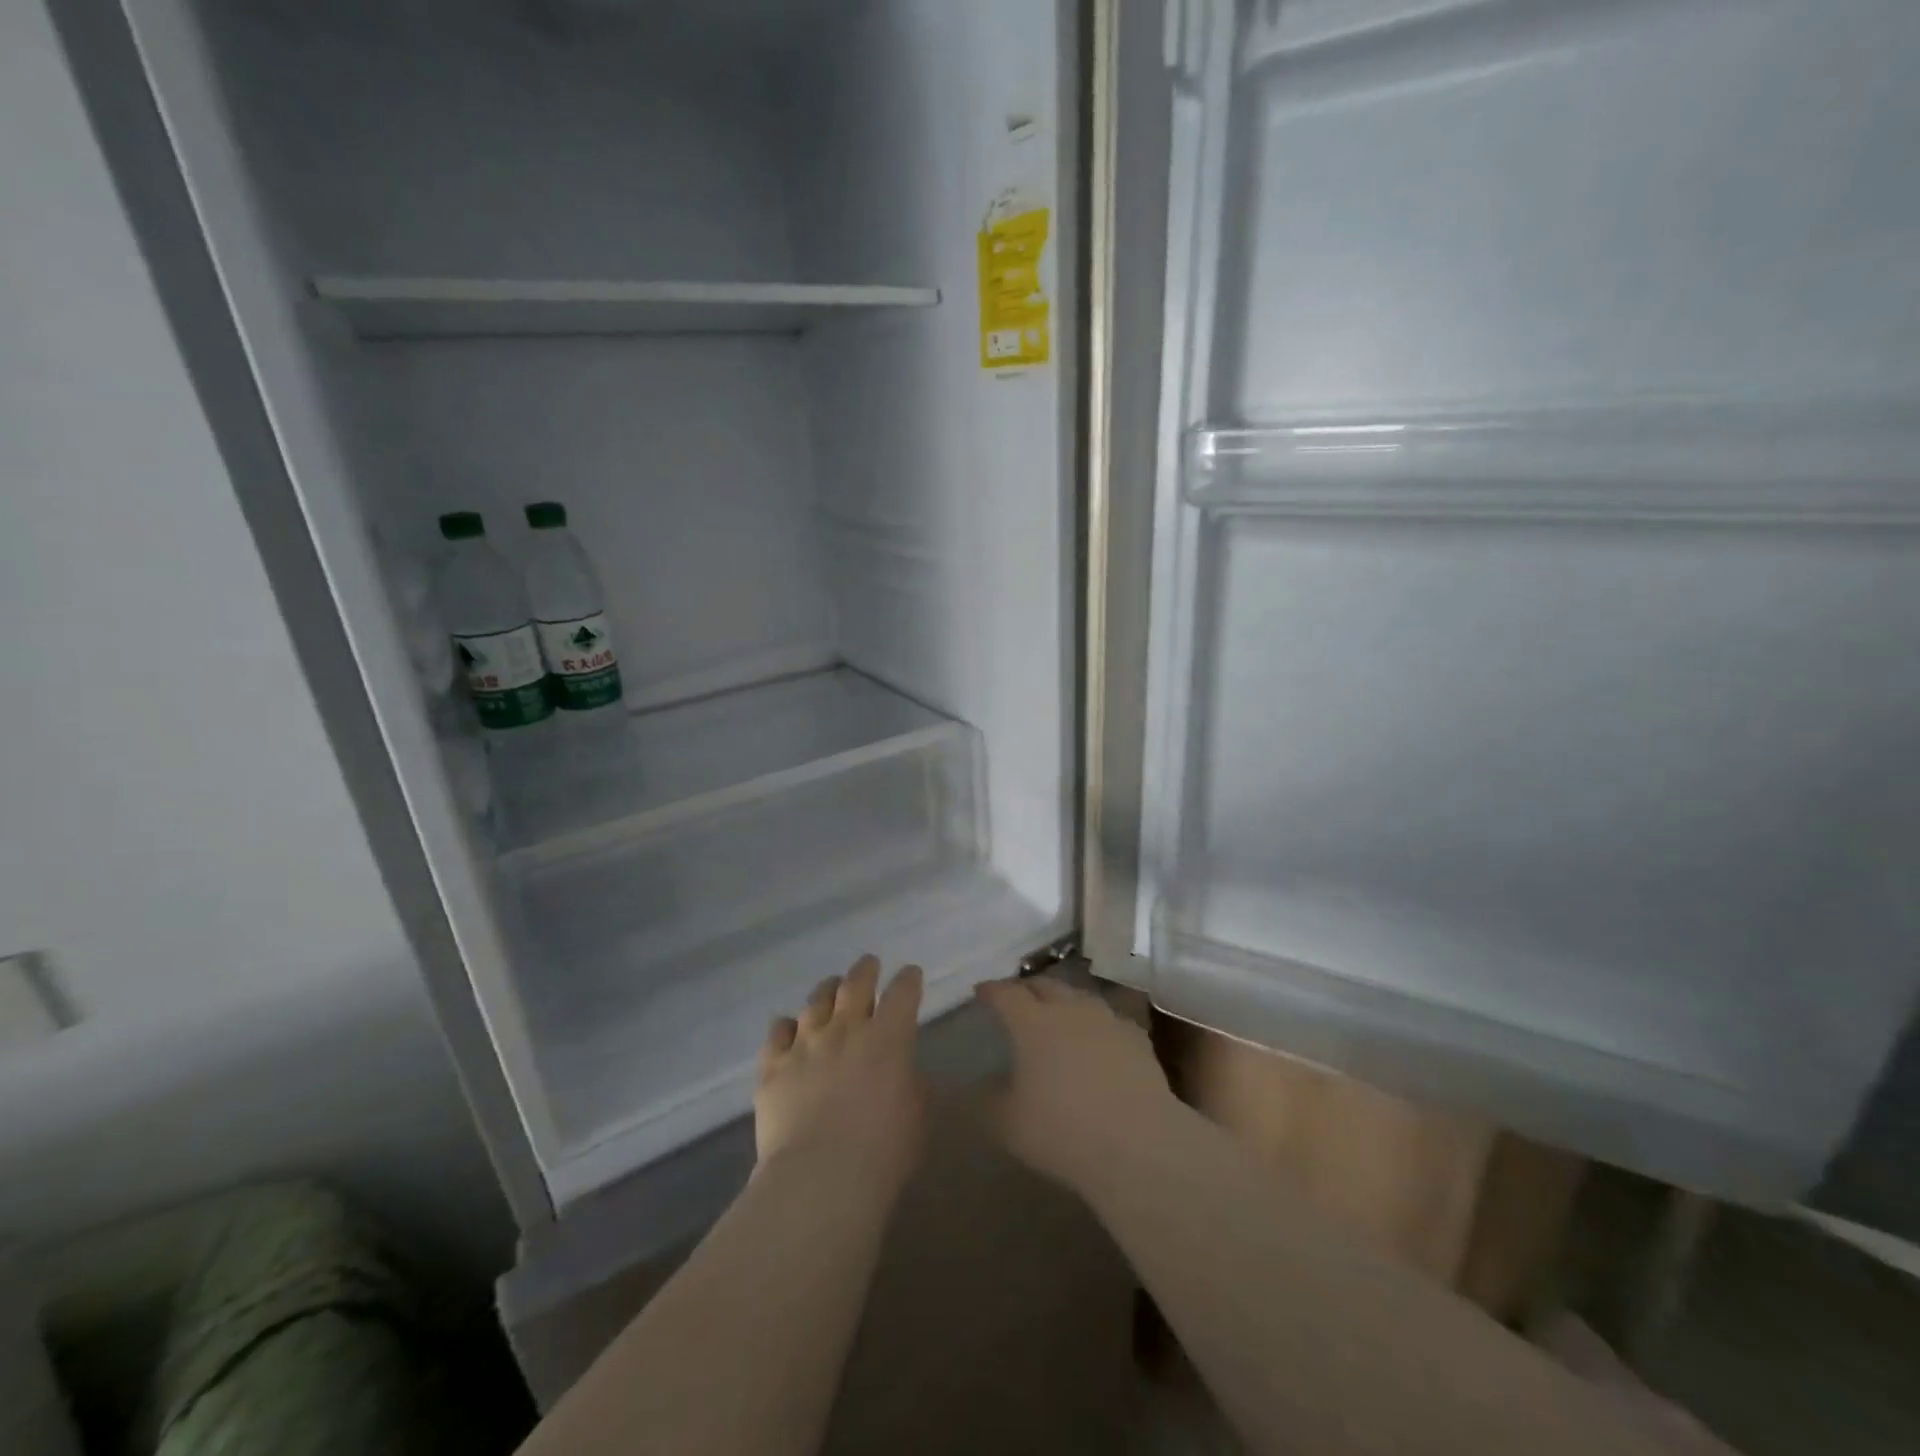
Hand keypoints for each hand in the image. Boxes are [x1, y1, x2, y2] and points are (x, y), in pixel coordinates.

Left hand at [755, 955, 925, 1193]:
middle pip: (855, 984)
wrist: (820, 1178)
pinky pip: (778, 1032)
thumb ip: (912, 1084)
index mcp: (889, 1038)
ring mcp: (805, 1044)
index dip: (909, 979)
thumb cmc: (883, 1152)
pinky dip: (787, 1027)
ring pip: (815, 1001)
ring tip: (830, 988)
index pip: (903, 992)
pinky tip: (789, 1028)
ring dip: (826, 991)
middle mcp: (846, 1029)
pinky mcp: (773, 1066)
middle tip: (869, 964)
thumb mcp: (918, 1116)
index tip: (911, 974)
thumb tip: (904, 1071)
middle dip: (865, 970)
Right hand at [975, 976, 1178, 1197]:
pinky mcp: (1136, 1037)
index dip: (991, 991)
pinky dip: (1096, 1024)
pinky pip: (1109, 1019)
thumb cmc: (1063, 1131)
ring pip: (1079, 996)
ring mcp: (1107, 1019)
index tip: (981, 991)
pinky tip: (1098, 1039)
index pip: (1006, 994)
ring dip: (1063, 1001)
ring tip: (1057, 1014)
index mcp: (1033, 1022)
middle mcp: (1069, 1009)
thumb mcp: (1008, 1124)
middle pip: (1044, 985)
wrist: (1138, 1144)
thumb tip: (977, 1085)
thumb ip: (986, 1100)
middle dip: (1027, 988)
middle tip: (1016, 999)